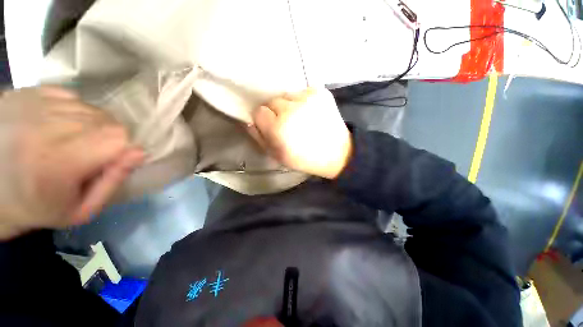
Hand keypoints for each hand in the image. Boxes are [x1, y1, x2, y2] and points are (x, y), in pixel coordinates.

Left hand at [0, 87, 143, 239]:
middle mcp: (45, 125)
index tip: (108, 162)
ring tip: (70, 141)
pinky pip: (71, 97)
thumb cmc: (36, 207)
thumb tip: (139, 153)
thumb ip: (113, 182)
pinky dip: (72, 111)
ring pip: (91, 107)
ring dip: (91, 125)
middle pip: (107, 120)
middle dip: (107, 137)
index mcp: (58, 161)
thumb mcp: (80, 209)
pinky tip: (56, 126)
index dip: (121, 149)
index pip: (118, 137)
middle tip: (88, 155)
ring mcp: (33, 104)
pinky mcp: (27, 92)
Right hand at [247, 88, 351, 178]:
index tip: (274, 129)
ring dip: (290, 106)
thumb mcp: (277, 155)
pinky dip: (304, 102)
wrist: (337, 154)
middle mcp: (291, 109)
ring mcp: (308, 97)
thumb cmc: (304, 159)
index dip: (265, 121)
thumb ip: (259, 137)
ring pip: (287, 96)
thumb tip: (249, 121)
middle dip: (277, 113)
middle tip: (290, 125)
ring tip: (302, 119)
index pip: (259, 112)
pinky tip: (312, 114)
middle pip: (272, 102)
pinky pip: (302, 92)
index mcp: (278, 128)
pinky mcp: (321, 92)